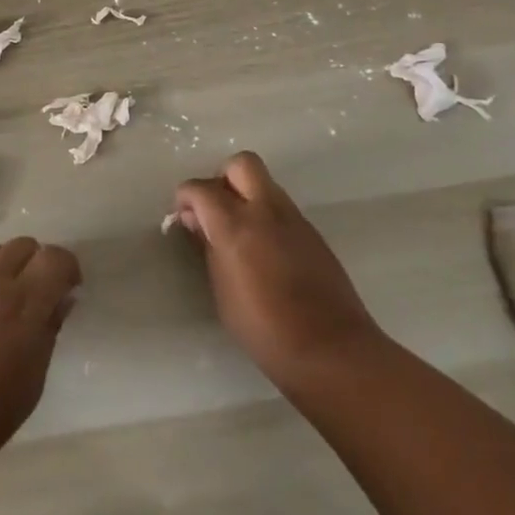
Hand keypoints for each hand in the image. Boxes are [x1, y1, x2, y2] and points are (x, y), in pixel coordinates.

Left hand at [0, 237, 81, 468]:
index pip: (55, 259)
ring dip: (6, 267)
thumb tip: (62, 299)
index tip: (68, 287)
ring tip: (2, 300)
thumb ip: (49, 330)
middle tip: (36, 293)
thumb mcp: (32, 379)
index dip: (67, 268)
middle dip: (37, 263)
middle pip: (24, 245)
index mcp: (22, 306)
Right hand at [171, 151, 382, 392]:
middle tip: (215, 211)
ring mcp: (294, 218)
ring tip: (239, 233)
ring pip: (265, 182)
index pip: (200, 188)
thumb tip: (198, 222)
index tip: (183, 217)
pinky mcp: (313, 232)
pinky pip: (281, 208)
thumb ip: (208, 248)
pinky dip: (266, 215)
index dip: (185, 197)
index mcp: (235, 224)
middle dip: (222, 179)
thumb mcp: (222, 292)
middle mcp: (265, 210)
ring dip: (247, 195)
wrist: (332, 350)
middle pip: (240, 164)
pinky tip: (264, 250)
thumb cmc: (265, 329)